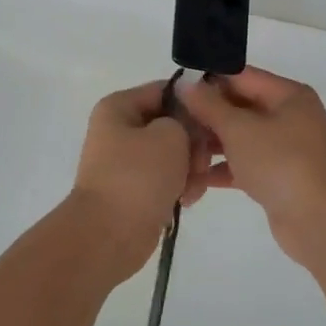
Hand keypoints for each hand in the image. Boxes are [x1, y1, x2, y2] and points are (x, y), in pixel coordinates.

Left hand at [70, 81, 214, 276]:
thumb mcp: (171, 135)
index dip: (193, 103)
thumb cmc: (138, 176)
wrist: (108, 235)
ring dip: (190, 168)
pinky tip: (186, 200)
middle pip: (171, 124)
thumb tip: (185, 129)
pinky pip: (166, 178)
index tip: (216, 122)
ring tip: (193, 188)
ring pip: (172, 153)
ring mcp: (126, 161)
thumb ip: (185, 120)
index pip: (165, 91)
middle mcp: (119, 129)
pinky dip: (180, 186)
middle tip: (201, 163)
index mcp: (119, 107)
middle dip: (193, 144)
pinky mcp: (135, 188)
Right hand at [181, 67, 325, 267]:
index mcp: (287, 95)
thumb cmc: (282, 163)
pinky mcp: (278, 178)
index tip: (173, 91)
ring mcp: (285, 149)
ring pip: (239, 138)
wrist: (322, 223)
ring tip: (180, 157)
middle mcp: (288, 117)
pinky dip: (223, 170)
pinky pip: (244, 165)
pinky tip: (195, 180)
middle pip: (238, 108)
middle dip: (205, 118)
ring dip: (210, 146)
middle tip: (171, 128)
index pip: (240, 77)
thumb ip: (209, 105)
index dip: (206, 81)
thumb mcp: (240, 129)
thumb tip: (186, 83)